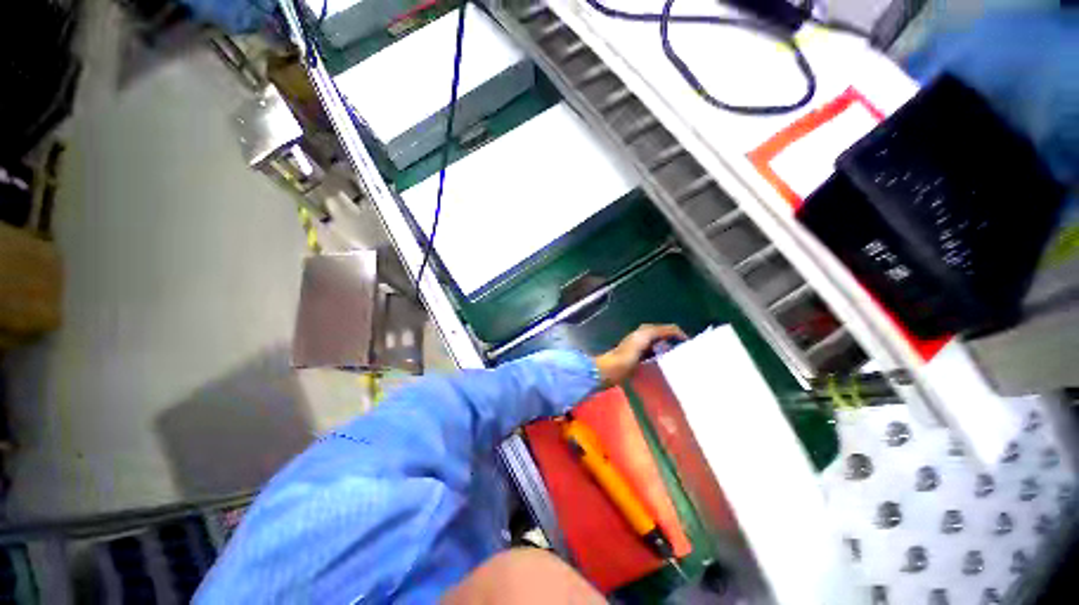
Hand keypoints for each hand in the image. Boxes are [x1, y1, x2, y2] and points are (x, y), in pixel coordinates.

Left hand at [594, 324, 686, 387]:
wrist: (611, 370)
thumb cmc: (627, 354)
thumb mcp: (644, 338)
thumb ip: (660, 331)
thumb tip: (678, 332)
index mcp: (645, 330)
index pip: (669, 329)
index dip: (680, 335)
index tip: (692, 347)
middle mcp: (643, 336)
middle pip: (665, 337)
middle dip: (677, 343)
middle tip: (688, 355)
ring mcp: (640, 349)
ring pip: (661, 347)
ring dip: (670, 352)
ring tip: (681, 362)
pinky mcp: (638, 360)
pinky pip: (655, 357)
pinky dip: (663, 359)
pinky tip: (667, 368)